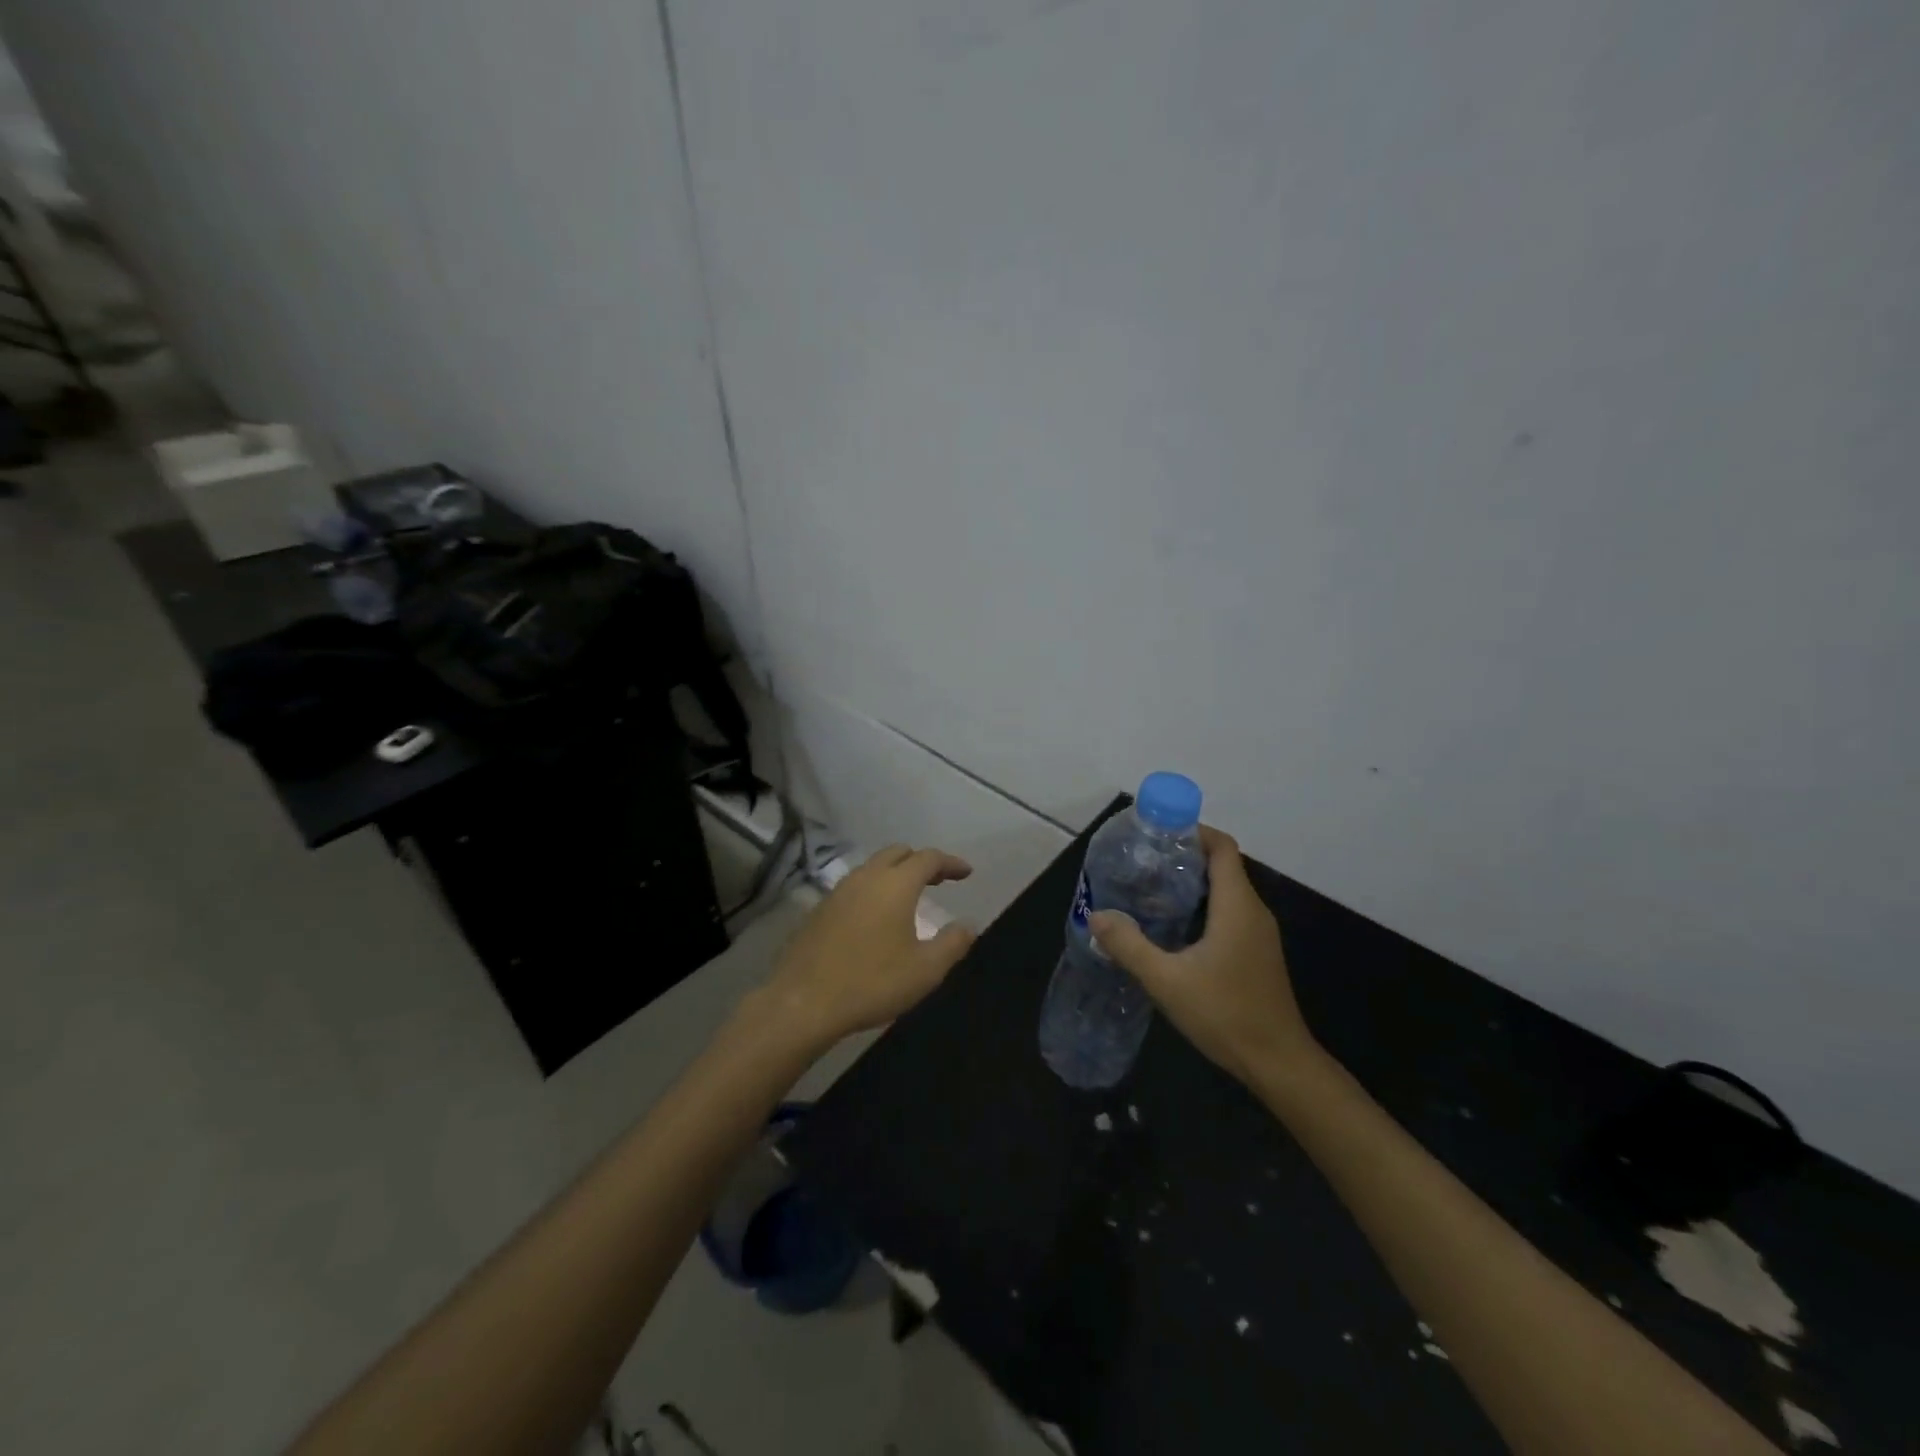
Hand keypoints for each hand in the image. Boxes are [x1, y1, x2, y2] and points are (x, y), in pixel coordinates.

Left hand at [759, 844, 976, 1050]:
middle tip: (938, 880)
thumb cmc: (872, 983)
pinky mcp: (820, 909)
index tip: (966, 873)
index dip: (950, 863)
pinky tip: (875, 916)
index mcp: (896, 884)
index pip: (928, 858)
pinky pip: (854, 886)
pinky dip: (873, 889)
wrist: (803, 1002)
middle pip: (897, 853)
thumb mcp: (925, 970)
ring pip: (873, 867)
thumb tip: (968, 925)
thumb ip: (952, 943)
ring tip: (908, 897)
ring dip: (894, 873)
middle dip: (921, 861)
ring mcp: (839, 891)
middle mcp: (867, 877)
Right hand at [1090, 826, 1317, 1087]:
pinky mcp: (1256, 952)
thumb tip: (1097, 915)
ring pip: (1225, 890)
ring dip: (1191, 883)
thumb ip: (1129, 945)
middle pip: (1222, 865)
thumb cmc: (1225, 1013)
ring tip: (1149, 889)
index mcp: (1237, 905)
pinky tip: (1172, 926)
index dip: (1193, 831)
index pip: (1222, 847)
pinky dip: (1201, 906)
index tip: (1158, 833)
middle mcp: (1252, 911)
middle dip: (1184, 856)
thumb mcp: (1167, 980)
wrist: (1278, 1063)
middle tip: (1142, 862)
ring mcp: (1258, 933)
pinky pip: (1228, 912)